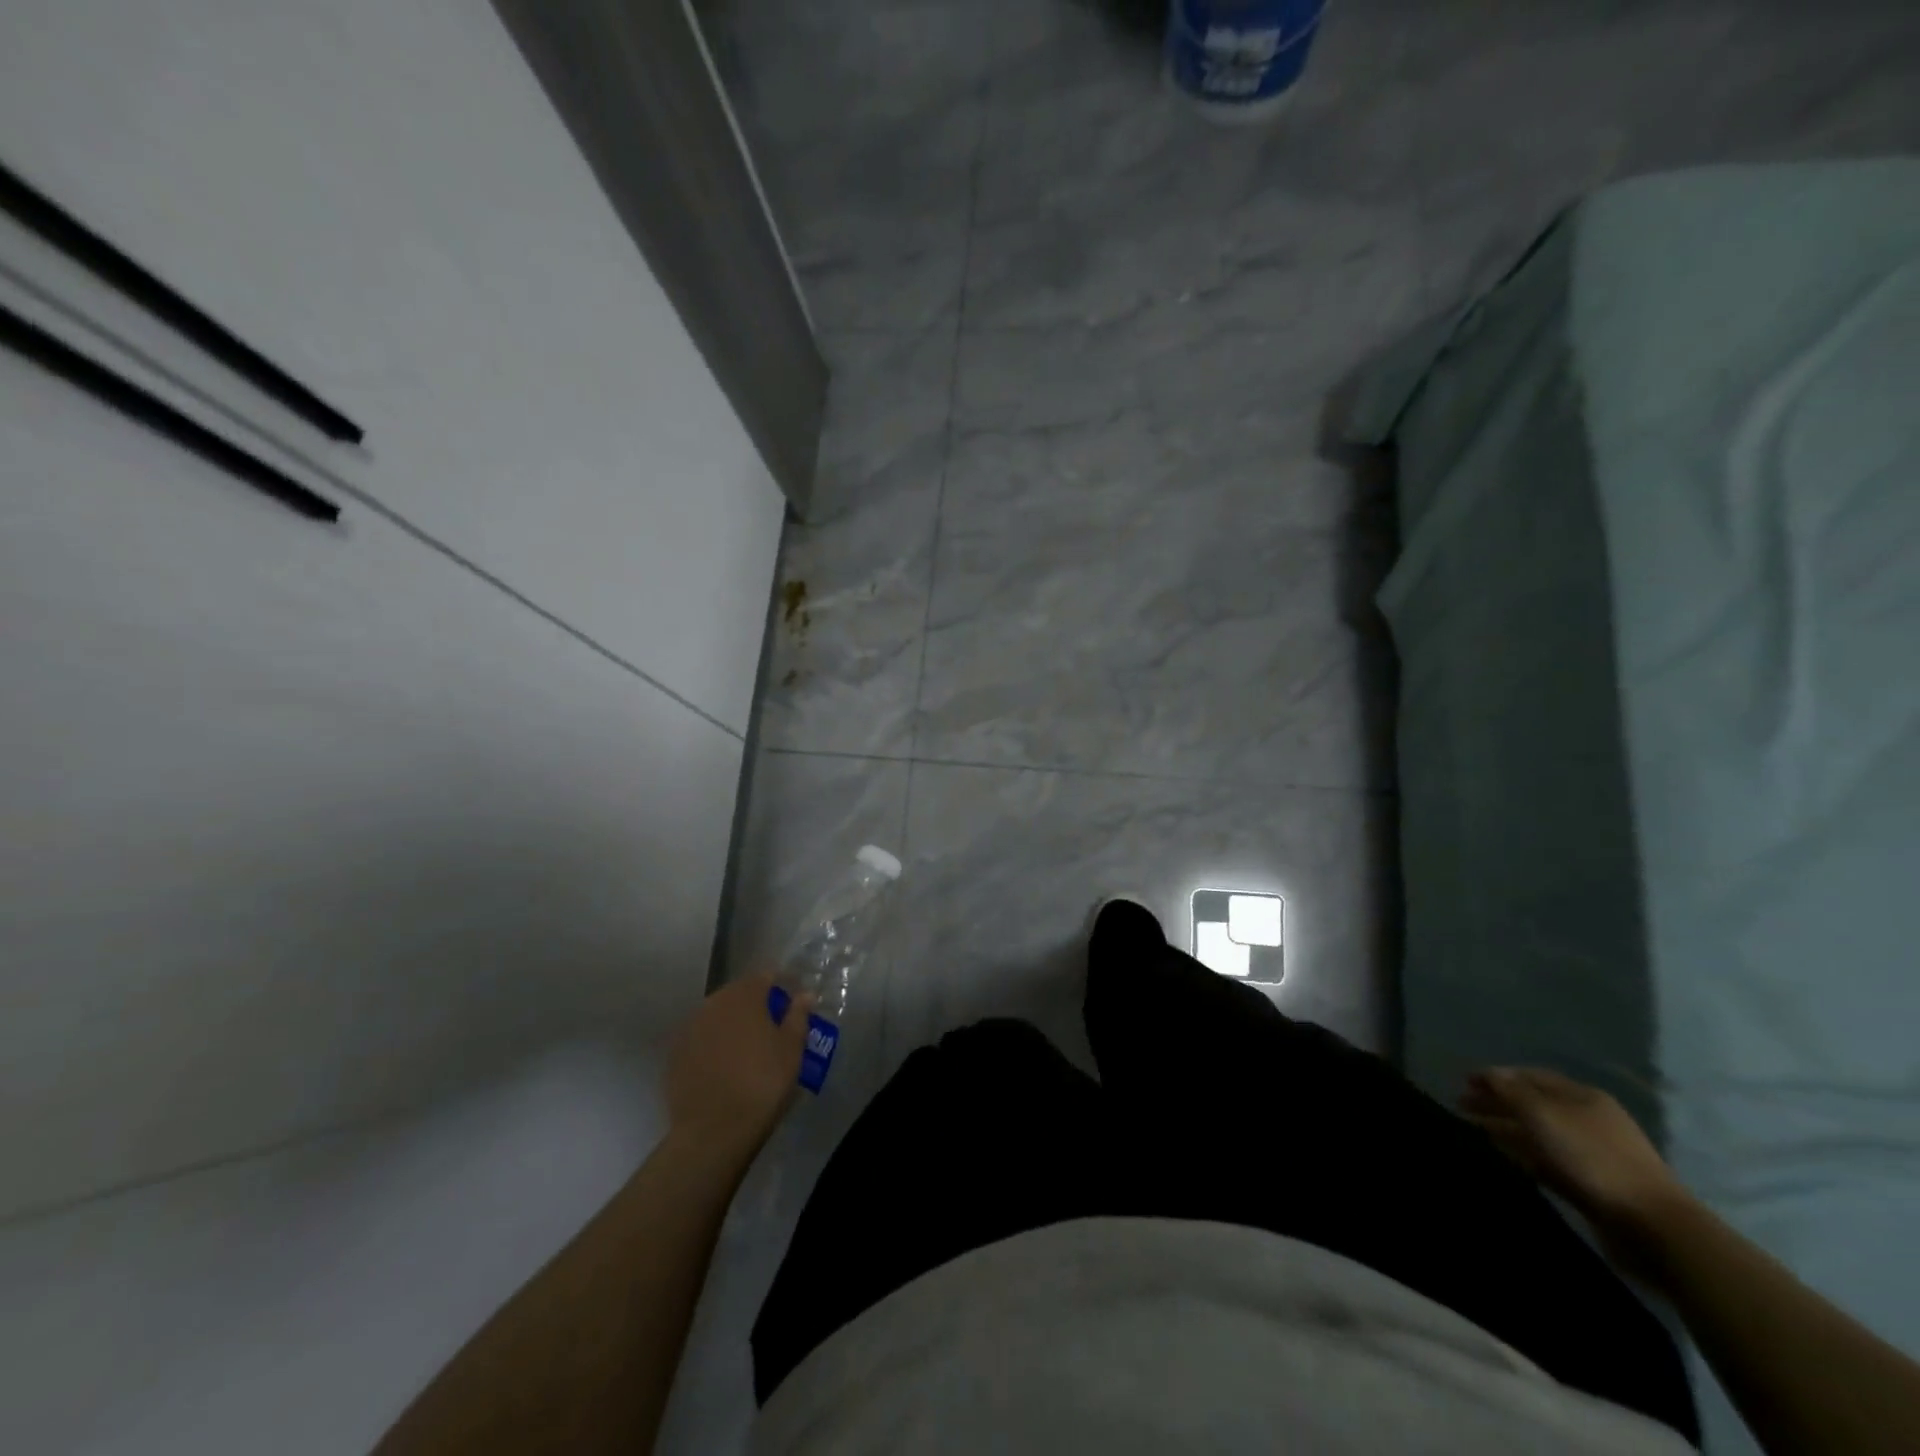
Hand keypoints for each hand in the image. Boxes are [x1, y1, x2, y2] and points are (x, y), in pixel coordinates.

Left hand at [664, 973, 812, 1157]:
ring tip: (747, 1047)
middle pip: (738, 993)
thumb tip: (804, 994)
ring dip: (732, 1023)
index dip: (781, 986)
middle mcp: (713, 1003)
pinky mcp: (674, 1054)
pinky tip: (723, 1065)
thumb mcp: (791, 1049)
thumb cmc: (762, 1083)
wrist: (712, 1131)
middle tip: (772, 1026)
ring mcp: (690, 1028)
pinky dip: (713, 1044)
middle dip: (755, 1004)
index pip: (765, 976)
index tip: (792, 1002)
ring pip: (717, 1015)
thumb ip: (797, 1016)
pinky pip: (701, 1038)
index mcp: (744, 995)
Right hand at [1461, 1067, 1689, 1267]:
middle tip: (1461, 1106)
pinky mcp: (1591, 1185)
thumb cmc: (1592, 1157)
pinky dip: (1522, 1155)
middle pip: (1533, 1104)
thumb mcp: (1543, 1114)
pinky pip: (1547, 1161)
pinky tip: (1503, 1157)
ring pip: (1538, 1134)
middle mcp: (1587, 1119)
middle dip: (1497, 1102)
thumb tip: (1487, 1075)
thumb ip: (1510, 1091)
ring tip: (1473, 1131)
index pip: (1530, 1076)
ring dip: (1506, 1129)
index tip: (1464, 1082)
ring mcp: (1591, 1154)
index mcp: (1582, 1096)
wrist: (1652, 1226)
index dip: (1496, 1076)